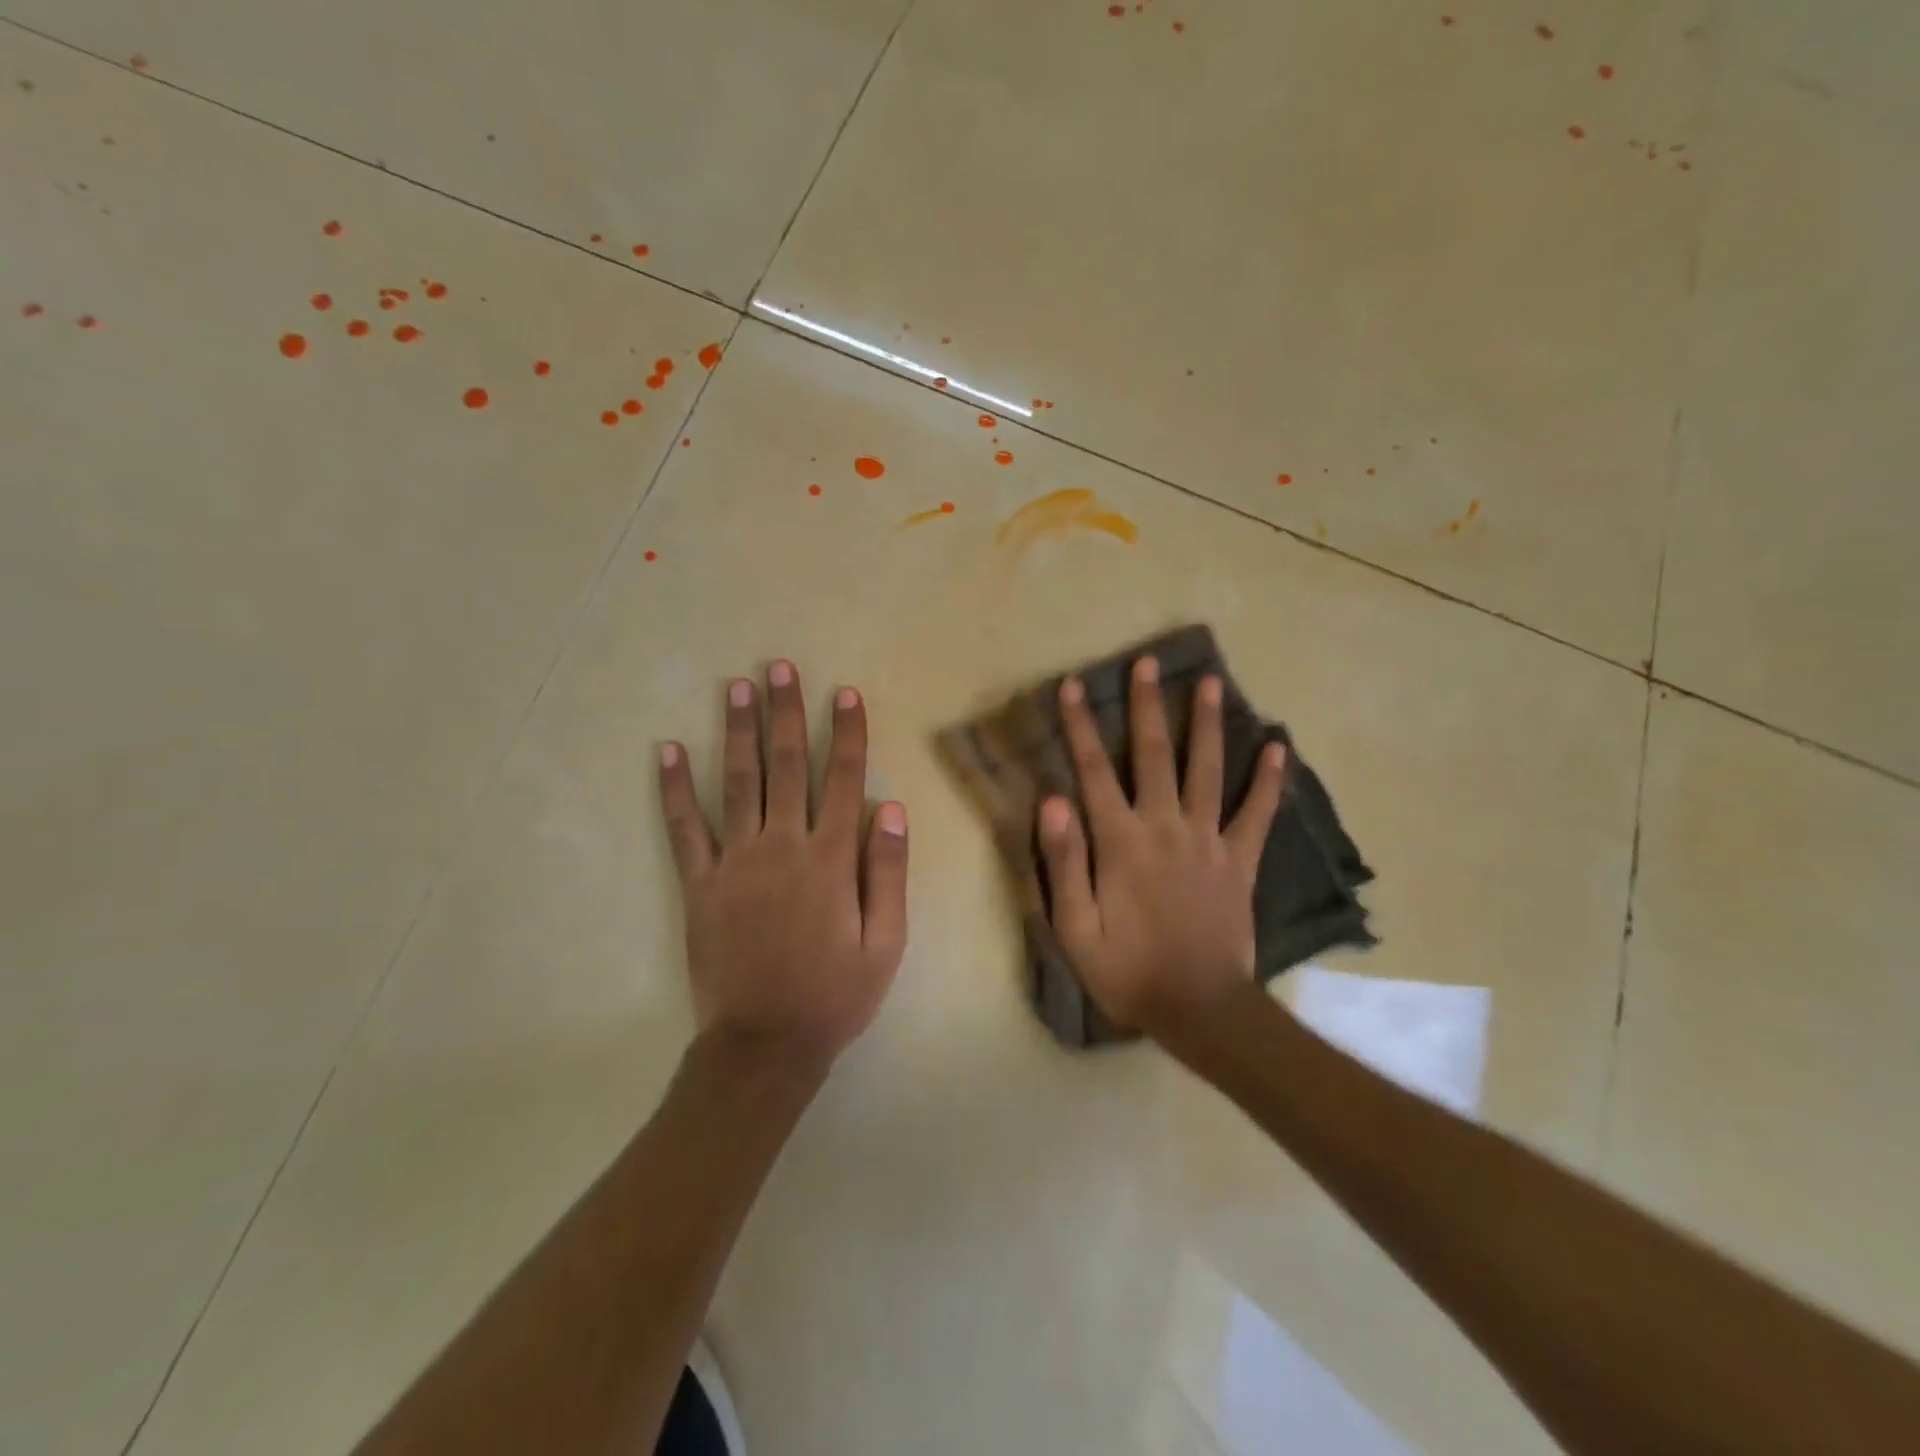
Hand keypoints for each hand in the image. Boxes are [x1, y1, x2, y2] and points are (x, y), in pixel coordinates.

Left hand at [658, 660, 907, 1068]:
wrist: (765, 1045)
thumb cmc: (835, 995)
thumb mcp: (886, 943)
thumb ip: (890, 873)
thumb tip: (892, 808)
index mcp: (831, 859)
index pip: (843, 780)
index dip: (847, 734)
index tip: (845, 693)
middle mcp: (782, 847)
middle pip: (787, 766)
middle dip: (786, 712)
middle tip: (780, 667)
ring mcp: (735, 862)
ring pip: (738, 782)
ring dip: (737, 730)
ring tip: (737, 686)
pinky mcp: (699, 884)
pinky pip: (685, 828)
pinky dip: (675, 788)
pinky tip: (668, 750)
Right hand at [1037, 657, 1285, 1039]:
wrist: (1199, 1009)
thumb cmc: (1127, 970)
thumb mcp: (1074, 928)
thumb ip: (1063, 861)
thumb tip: (1052, 800)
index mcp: (1120, 842)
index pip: (1093, 772)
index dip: (1081, 727)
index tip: (1074, 687)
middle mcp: (1165, 827)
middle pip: (1153, 756)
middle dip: (1147, 707)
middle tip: (1148, 664)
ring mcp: (1208, 840)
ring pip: (1207, 770)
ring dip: (1206, 724)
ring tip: (1210, 682)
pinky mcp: (1240, 860)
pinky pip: (1257, 813)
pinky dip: (1269, 779)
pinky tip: (1278, 746)